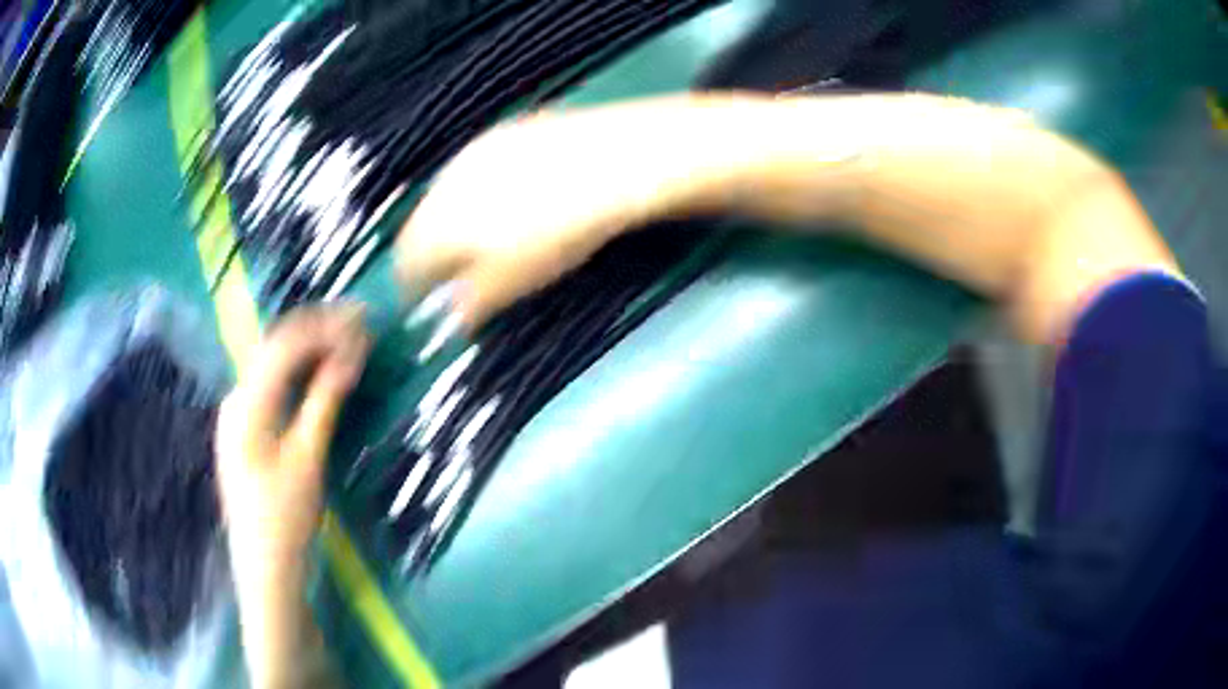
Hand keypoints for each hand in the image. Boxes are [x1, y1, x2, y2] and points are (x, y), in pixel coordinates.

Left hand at [215, 306, 370, 580]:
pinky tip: (322, 374)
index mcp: (245, 403)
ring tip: (348, 343)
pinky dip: (300, 375)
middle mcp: (236, 398)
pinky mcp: (246, 430)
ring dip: (310, 350)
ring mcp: (238, 414)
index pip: (284, 344)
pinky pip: (274, 387)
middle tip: (360, 326)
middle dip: (318, 331)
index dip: (324, 326)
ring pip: (275, 366)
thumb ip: (323, 401)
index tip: (363, 321)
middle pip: (276, 348)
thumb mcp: (308, 459)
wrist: (265, 568)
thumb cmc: (286, 519)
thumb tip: (349, 355)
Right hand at [395, 96, 759, 326]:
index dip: (413, 287)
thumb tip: (449, 321)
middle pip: (422, 225)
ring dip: (454, 219)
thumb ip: (473, 302)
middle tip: (457, 271)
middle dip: (432, 251)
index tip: (428, 301)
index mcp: (438, 222)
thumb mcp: (515, 281)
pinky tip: (513, 196)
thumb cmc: (558, 232)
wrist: (614, 162)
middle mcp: (445, 182)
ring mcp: (475, 151)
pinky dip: (480, 190)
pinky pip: (476, 169)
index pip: (406, 262)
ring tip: (485, 235)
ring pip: (447, 195)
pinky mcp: (507, 131)